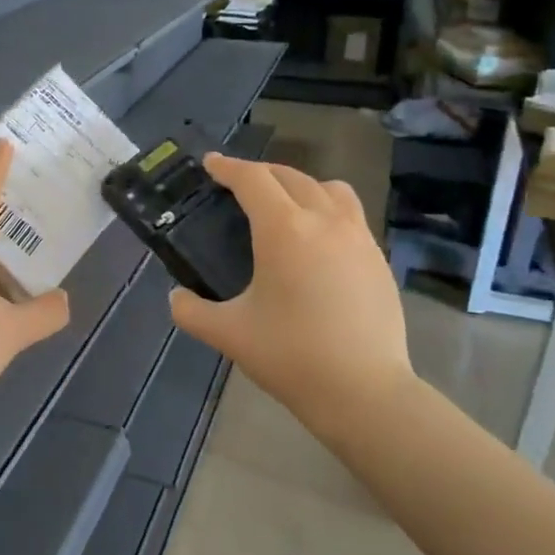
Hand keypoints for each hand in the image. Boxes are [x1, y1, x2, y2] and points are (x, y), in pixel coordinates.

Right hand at [168, 153, 413, 436]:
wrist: (364, 390)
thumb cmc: (290, 356)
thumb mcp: (228, 333)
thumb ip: (191, 311)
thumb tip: (175, 297)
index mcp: (284, 230)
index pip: (253, 180)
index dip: (228, 167)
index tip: (210, 164)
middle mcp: (324, 221)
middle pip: (290, 176)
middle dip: (260, 173)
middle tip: (238, 185)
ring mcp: (358, 237)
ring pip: (329, 189)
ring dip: (300, 185)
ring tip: (284, 205)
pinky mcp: (378, 258)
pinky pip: (350, 215)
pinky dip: (326, 210)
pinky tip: (316, 242)